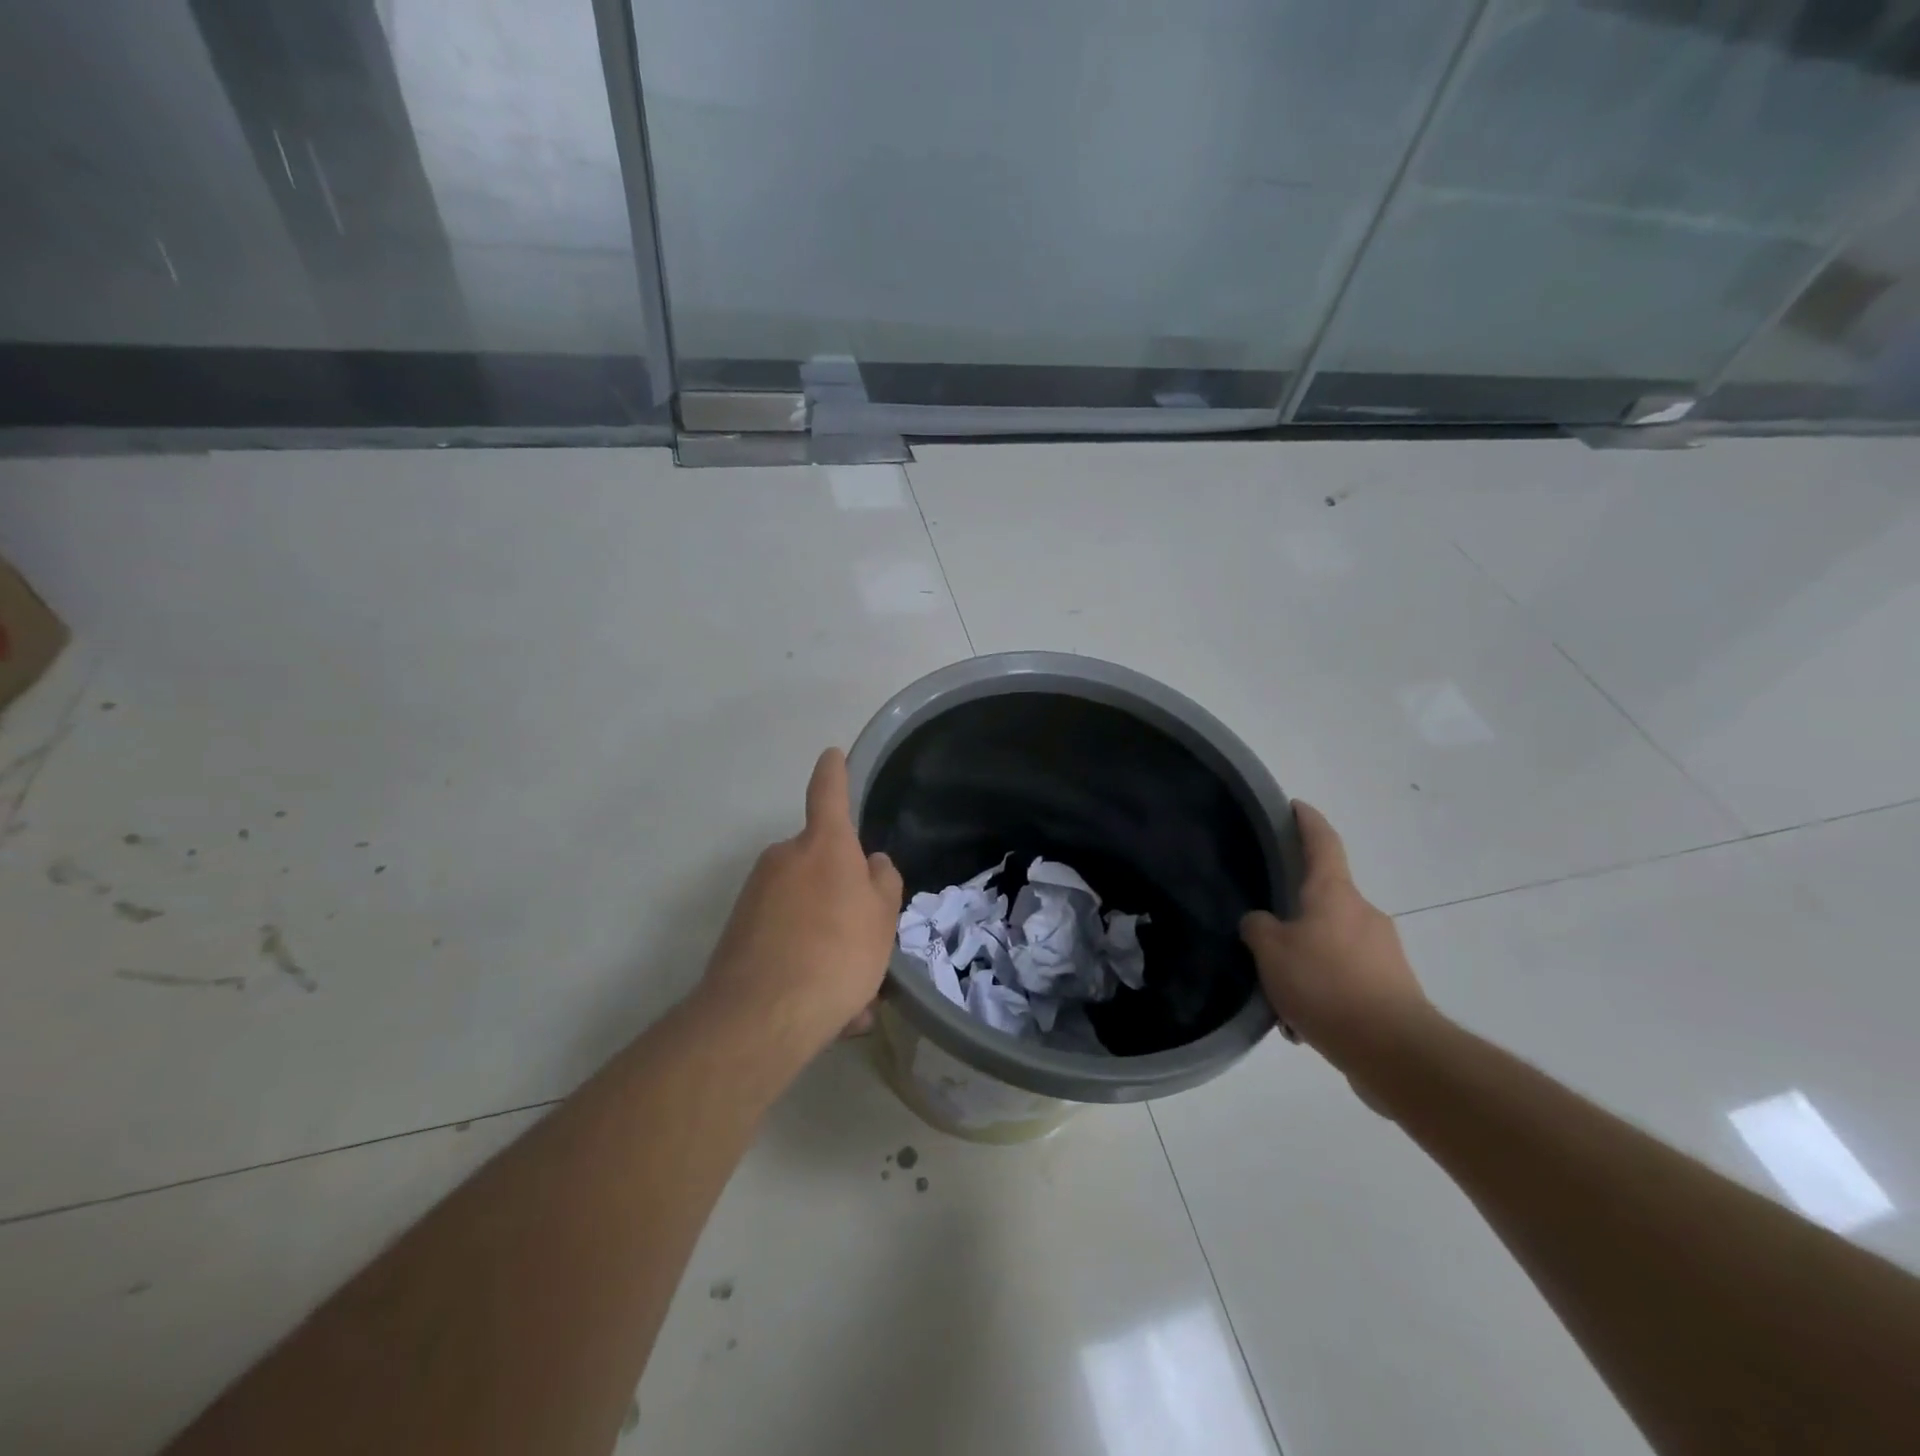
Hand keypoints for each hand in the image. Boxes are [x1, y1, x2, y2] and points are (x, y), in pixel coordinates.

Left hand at [697, 748, 903, 1053]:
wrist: (760, 1016)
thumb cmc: (837, 954)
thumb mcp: (881, 919)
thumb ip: (881, 883)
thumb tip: (869, 863)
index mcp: (823, 846)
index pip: (828, 793)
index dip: (834, 772)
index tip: (832, 754)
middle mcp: (784, 859)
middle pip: (820, 865)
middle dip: (841, 896)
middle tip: (865, 943)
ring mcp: (755, 894)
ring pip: (805, 910)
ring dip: (827, 940)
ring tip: (850, 996)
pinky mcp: (737, 931)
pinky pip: (785, 938)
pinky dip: (805, 962)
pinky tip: (824, 1006)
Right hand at [1241, 801, 1432, 1078]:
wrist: (1395, 1051)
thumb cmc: (1327, 985)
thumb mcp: (1272, 952)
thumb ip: (1259, 928)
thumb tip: (1262, 923)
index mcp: (1335, 895)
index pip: (1323, 843)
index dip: (1308, 822)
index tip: (1296, 806)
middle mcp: (1364, 915)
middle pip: (1324, 901)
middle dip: (1296, 915)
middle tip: (1264, 936)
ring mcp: (1383, 953)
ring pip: (1331, 945)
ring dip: (1306, 962)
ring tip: (1279, 997)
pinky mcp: (1393, 989)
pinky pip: (1345, 979)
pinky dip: (1323, 992)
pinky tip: (1303, 1024)